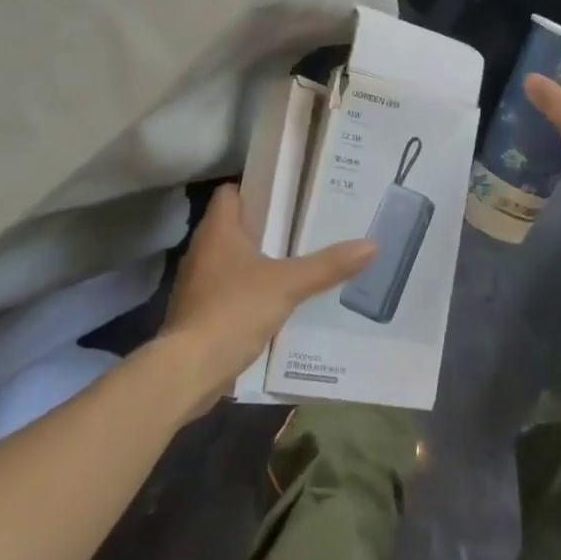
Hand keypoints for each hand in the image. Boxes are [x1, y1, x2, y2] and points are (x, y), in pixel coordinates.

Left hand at [160, 184, 374, 408]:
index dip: (255, 189)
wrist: (189, 370)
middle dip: (265, 226)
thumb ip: (328, 265)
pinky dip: (248, 290)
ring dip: (257, 260)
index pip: (230, 193)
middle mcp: (202, 250)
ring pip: (230, 260)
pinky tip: (275, 301)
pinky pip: (227, 290)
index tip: (287, 194)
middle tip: (303, 226)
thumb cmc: (234, 310)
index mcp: (218, 231)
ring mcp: (196, 283)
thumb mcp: (289, 284)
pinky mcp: (198, 313)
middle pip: (234, 226)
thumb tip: (371, 245)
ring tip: (296, 261)